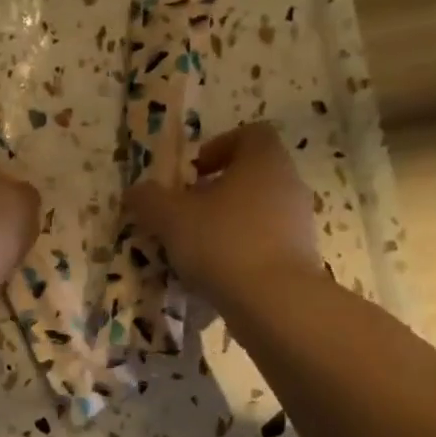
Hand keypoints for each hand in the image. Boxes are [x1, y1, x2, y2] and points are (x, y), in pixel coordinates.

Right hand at [124, 123, 322, 304]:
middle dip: (214, 192)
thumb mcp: (170, 218)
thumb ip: (149, 199)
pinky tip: (215, 275)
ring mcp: (299, 222)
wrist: (275, 301)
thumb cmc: (222, 242)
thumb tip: (135, 191)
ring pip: (256, 212)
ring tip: (194, 250)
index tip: (190, 174)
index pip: (249, 134)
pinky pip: (264, 244)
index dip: (217, 147)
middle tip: (183, 214)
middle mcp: (288, 184)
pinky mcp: (300, 257)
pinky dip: (239, 252)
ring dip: (225, 224)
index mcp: (263, 161)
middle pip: (251, 176)